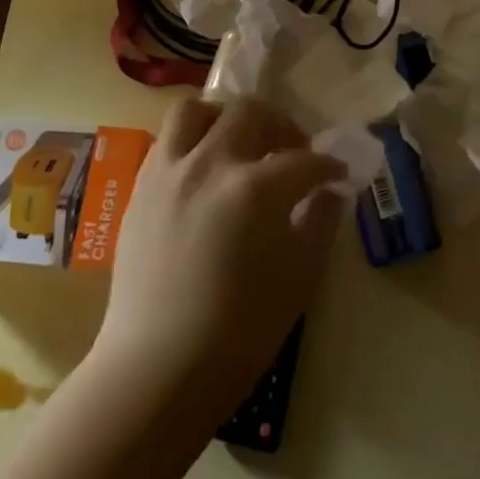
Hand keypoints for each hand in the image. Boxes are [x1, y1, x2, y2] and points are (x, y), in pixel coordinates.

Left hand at [95, 98, 345, 420]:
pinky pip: (167, 138)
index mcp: (256, 188)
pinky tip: (204, 169)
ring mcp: (170, 170)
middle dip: (281, 125)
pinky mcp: (142, 186)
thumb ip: (320, 223)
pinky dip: (192, 139)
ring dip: (226, 116)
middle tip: (291, 151)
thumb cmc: (239, 332)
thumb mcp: (298, 279)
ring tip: (239, 141)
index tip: (338, 175)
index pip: (304, 160)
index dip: (329, 166)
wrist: (158, 368)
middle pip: (251, 113)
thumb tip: (330, 191)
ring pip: (198, 110)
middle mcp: (211, 163)